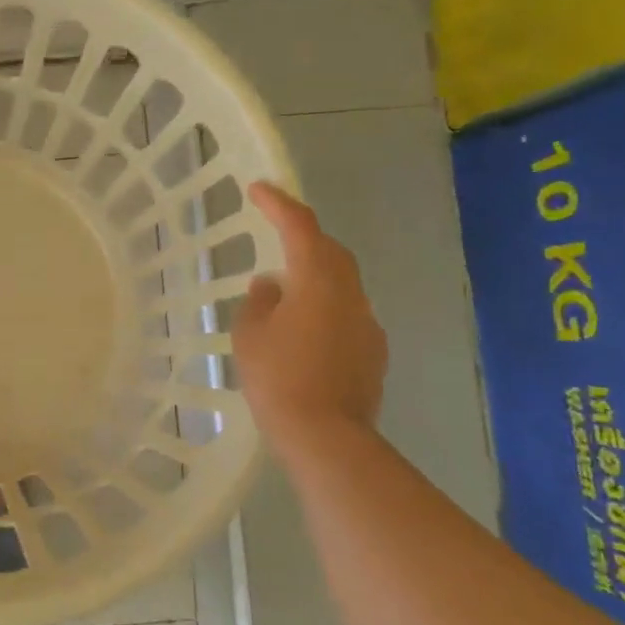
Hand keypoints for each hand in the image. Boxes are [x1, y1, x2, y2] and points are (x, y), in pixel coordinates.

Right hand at [232, 182, 387, 450]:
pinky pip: (346, 315)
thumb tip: (270, 286)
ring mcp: (367, 324)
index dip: (278, 204)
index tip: (258, 189)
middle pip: (330, 252)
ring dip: (314, 276)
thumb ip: (258, 302)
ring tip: (284, 292)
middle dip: (304, 238)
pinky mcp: (373, 352)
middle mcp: (350, 295)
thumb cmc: (278, 378)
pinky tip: (304, 332)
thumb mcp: (250, 336)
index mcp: (317, 282)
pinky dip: (324, 309)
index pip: (300, 228)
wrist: (326, 436)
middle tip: (276, 236)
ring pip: (341, 284)